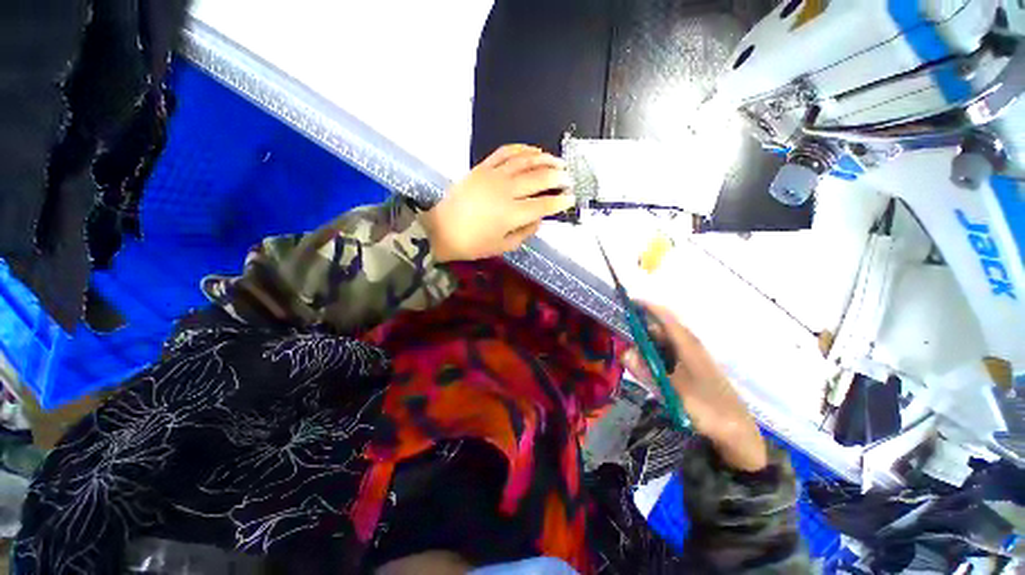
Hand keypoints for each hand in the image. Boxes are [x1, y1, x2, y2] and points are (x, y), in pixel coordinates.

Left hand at [420, 145, 575, 262]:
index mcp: (511, 214)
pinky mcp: (482, 167)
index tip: (571, 199)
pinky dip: (521, 149)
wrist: (441, 229)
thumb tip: (540, 219)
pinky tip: (533, 150)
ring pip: (525, 161)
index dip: (559, 202)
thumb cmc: (473, 243)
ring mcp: (493, 176)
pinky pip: (505, 152)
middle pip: (538, 179)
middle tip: (569, 178)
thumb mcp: (502, 247)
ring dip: (545, 159)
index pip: (543, 205)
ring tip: (557, 161)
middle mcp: (506, 191)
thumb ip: (525, 233)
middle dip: (558, 177)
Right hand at [622, 302, 767, 471]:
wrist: (736, 432)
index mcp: (688, 345)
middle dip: (641, 329)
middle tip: (621, 337)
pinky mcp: (693, 368)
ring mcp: (692, 357)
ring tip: (631, 354)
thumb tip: (623, 352)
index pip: (665, 317)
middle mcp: (690, 346)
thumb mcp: (670, 389)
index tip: (628, 302)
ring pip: (665, 342)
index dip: (647, 307)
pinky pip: (669, 354)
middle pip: (662, 329)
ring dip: (647, 344)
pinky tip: (648, 367)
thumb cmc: (705, 407)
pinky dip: (655, 354)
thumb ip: (645, 370)